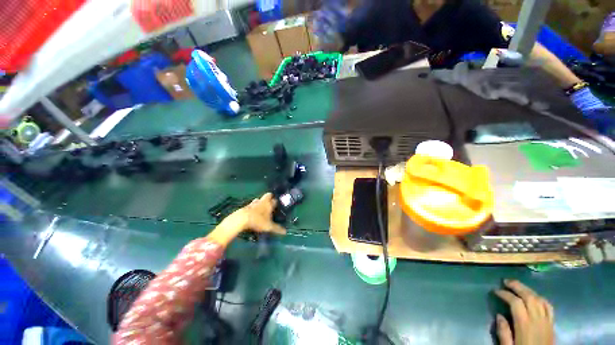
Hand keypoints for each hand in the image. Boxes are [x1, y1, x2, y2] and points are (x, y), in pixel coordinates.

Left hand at [208, 193, 285, 245]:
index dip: (277, 202)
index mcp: (269, 204)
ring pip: (259, 199)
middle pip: (268, 195)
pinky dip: (254, 206)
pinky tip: (254, 212)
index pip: (275, 200)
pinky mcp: (247, 206)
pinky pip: (252, 204)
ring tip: (262, 207)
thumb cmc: (258, 221)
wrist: (241, 219)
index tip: (278, 205)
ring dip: (261, 202)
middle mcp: (263, 201)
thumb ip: (277, 229)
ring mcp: (254, 203)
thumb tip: (285, 232)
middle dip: (270, 197)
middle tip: (271, 203)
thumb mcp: (268, 227)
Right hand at [494, 280, 554, 344]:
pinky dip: (540, 298)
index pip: (515, 302)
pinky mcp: (552, 323)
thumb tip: (498, 316)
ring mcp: (546, 320)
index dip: (505, 294)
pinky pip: (548, 306)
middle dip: (517, 286)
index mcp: (524, 324)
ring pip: (539, 299)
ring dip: (528, 290)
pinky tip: (535, 297)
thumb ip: (503, 333)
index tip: (495, 291)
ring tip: (518, 286)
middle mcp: (537, 319)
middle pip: (529, 297)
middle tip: (506, 281)